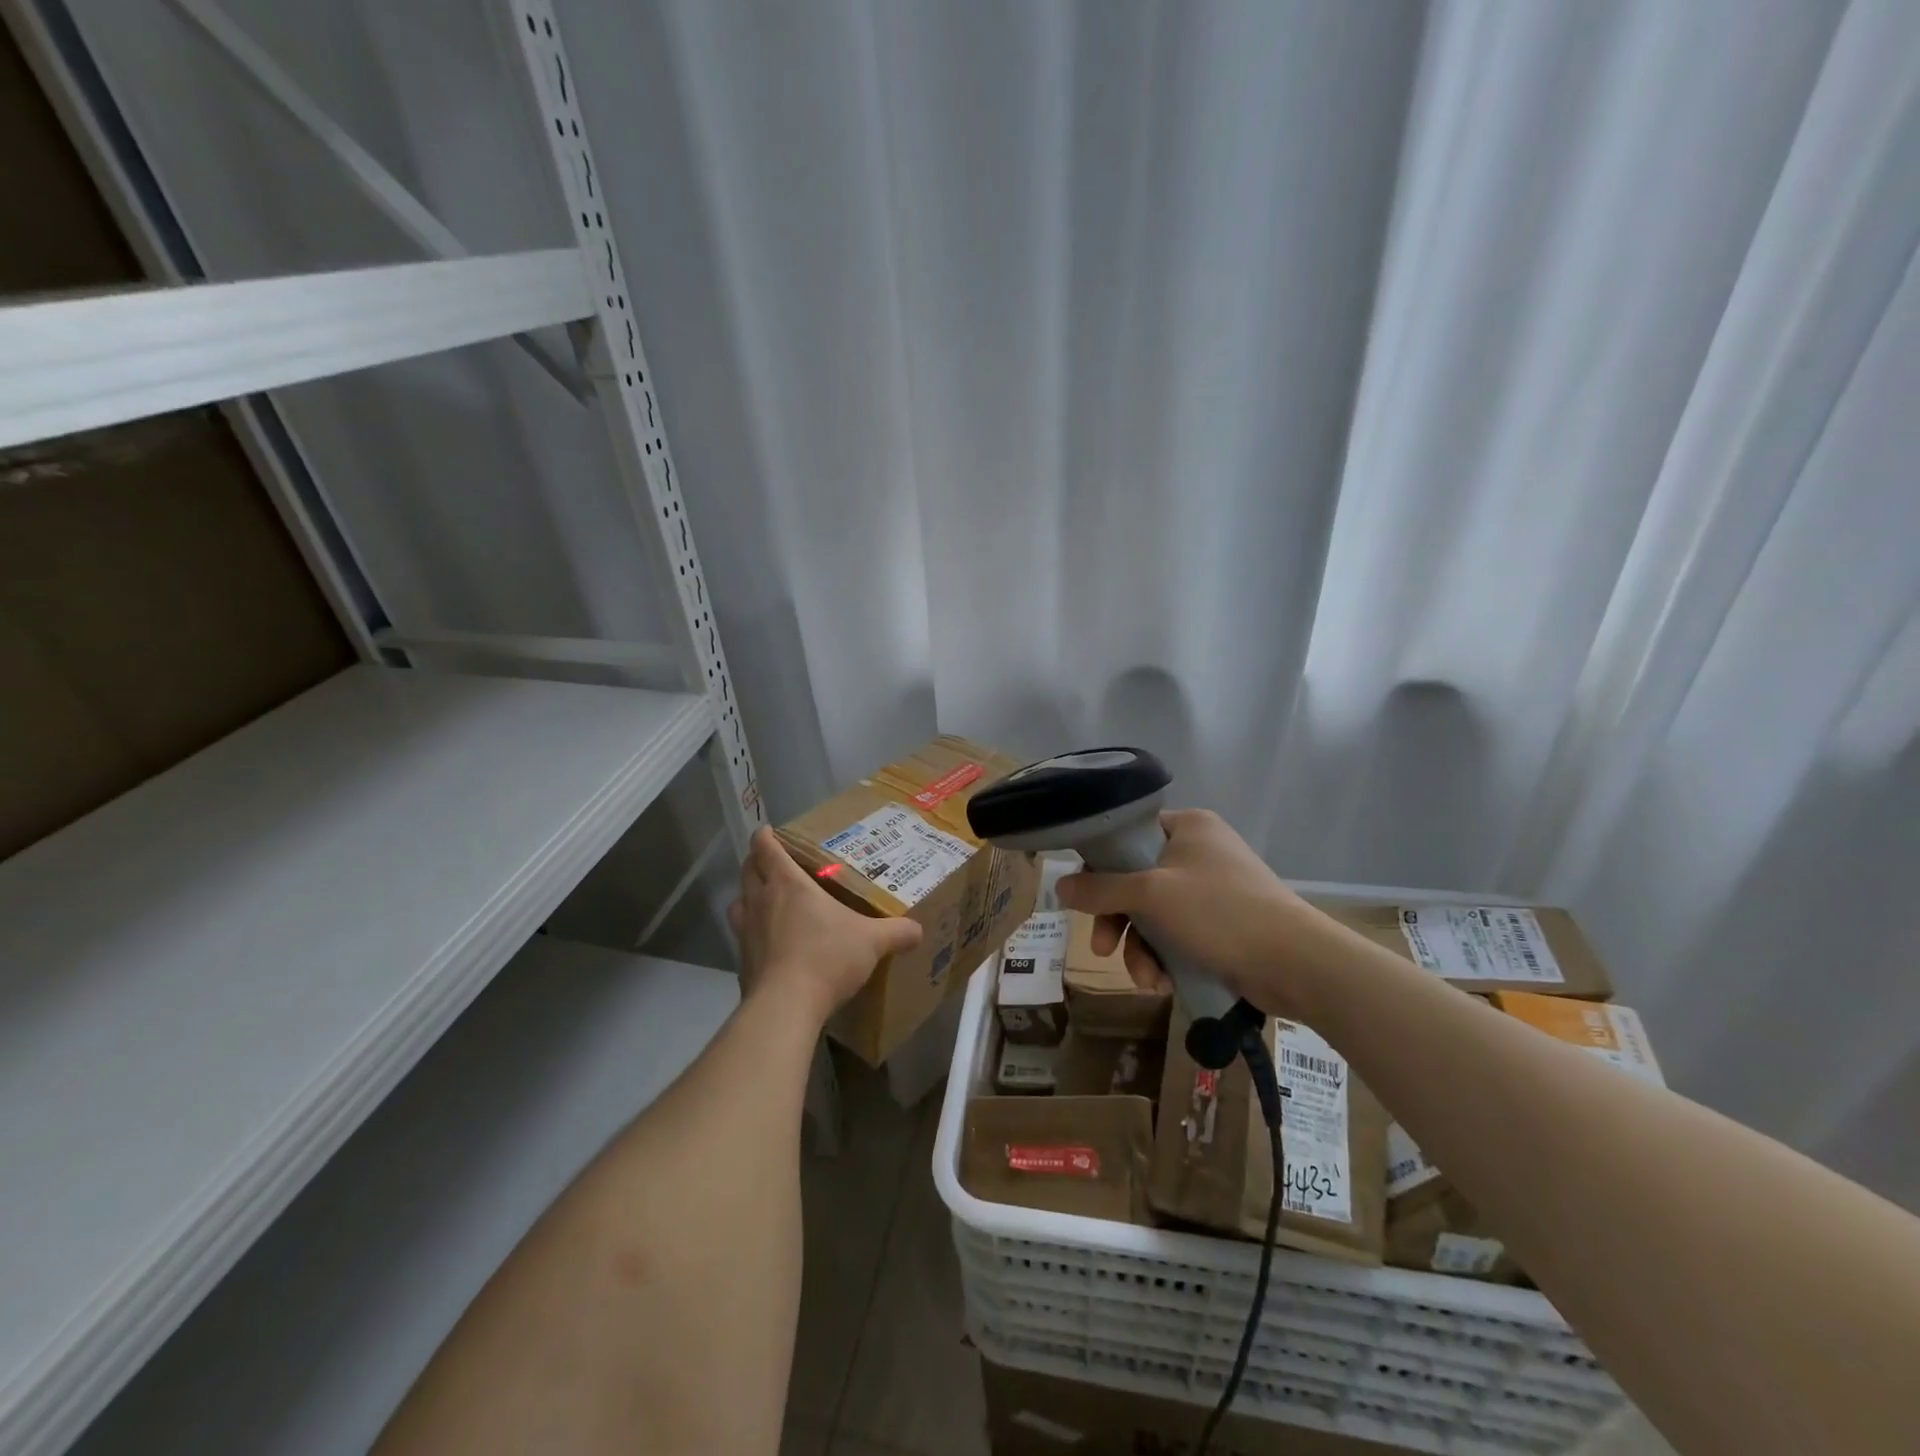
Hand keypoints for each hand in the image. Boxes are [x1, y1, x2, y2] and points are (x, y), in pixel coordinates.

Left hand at [728, 828, 922, 1023]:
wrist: (785, 1006)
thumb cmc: (827, 957)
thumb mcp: (871, 942)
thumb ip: (896, 932)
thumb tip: (918, 930)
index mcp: (788, 884)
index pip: (766, 849)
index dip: (765, 837)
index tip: (769, 831)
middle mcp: (761, 901)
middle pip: (747, 871)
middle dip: (755, 862)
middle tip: (772, 862)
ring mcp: (745, 932)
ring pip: (738, 902)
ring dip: (747, 896)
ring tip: (765, 901)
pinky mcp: (742, 962)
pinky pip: (741, 937)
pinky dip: (751, 933)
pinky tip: (769, 944)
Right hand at [1056, 808, 1326, 1018]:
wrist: (1296, 963)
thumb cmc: (1219, 913)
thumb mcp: (1150, 895)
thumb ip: (1100, 889)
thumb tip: (1058, 884)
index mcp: (1187, 826)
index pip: (1128, 836)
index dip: (1101, 867)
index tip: (1084, 899)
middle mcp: (1199, 851)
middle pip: (1136, 881)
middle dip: (1119, 923)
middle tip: (1103, 950)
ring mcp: (1213, 888)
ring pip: (1154, 914)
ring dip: (1141, 949)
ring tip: (1146, 980)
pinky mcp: (1223, 924)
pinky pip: (1177, 934)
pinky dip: (1166, 957)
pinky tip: (1165, 983)